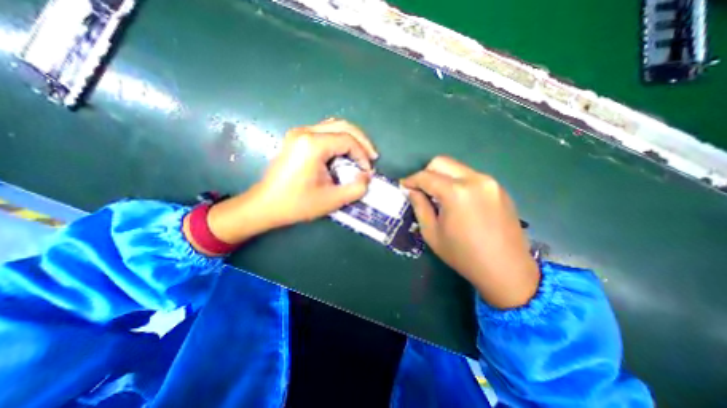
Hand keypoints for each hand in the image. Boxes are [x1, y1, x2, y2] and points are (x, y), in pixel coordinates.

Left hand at [197, 117, 380, 250]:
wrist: (265, 205)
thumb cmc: (297, 204)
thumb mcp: (332, 200)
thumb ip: (357, 188)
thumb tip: (368, 176)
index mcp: (312, 144)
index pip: (347, 140)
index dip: (362, 155)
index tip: (368, 171)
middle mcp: (305, 132)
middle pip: (343, 126)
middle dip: (361, 141)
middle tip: (371, 157)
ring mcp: (299, 133)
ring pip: (334, 126)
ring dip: (351, 138)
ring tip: (361, 155)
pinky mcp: (296, 139)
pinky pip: (324, 132)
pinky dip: (339, 140)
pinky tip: (344, 153)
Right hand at [404, 156, 538, 309]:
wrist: (507, 270)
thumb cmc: (463, 255)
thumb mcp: (432, 233)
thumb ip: (419, 206)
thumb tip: (412, 190)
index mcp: (456, 192)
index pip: (425, 176)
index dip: (411, 180)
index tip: (403, 186)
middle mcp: (474, 179)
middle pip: (442, 162)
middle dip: (426, 173)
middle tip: (420, 189)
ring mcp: (490, 182)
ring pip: (457, 168)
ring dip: (442, 177)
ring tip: (438, 196)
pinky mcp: (498, 188)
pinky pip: (470, 176)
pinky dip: (457, 182)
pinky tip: (457, 201)